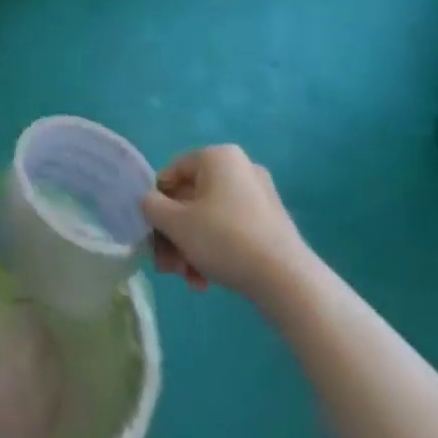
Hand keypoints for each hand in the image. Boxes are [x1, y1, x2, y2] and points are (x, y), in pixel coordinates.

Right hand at [142, 145, 311, 302]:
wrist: (287, 280)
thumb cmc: (224, 239)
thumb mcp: (175, 222)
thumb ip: (151, 206)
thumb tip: (150, 202)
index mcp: (218, 156)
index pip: (172, 173)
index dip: (156, 203)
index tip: (152, 232)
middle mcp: (240, 169)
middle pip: (191, 199)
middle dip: (174, 234)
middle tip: (166, 264)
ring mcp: (260, 196)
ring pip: (209, 218)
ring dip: (191, 246)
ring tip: (187, 278)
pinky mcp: (272, 224)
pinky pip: (231, 230)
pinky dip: (215, 250)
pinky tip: (206, 280)